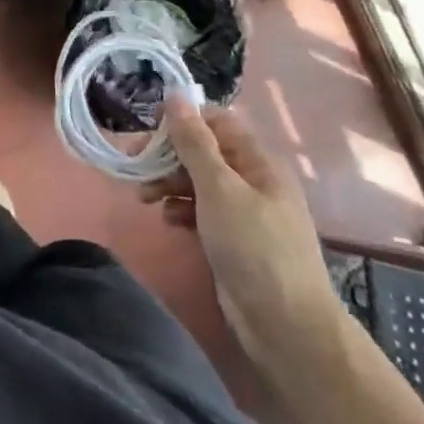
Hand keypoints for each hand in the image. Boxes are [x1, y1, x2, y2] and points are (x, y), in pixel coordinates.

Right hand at [142, 91, 341, 367]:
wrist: (286, 328)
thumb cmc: (254, 247)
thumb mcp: (219, 188)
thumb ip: (194, 141)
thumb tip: (175, 94)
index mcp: (257, 161)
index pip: (215, 121)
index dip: (182, 120)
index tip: (149, 130)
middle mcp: (252, 180)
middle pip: (203, 151)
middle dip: (168, 155)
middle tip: (136, 166)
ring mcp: (244, 212)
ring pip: (198, 181)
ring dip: (169, 183)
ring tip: (144, 198)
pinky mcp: (233, 240)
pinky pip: (201, 211)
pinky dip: (181, 209)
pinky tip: (168, 220)